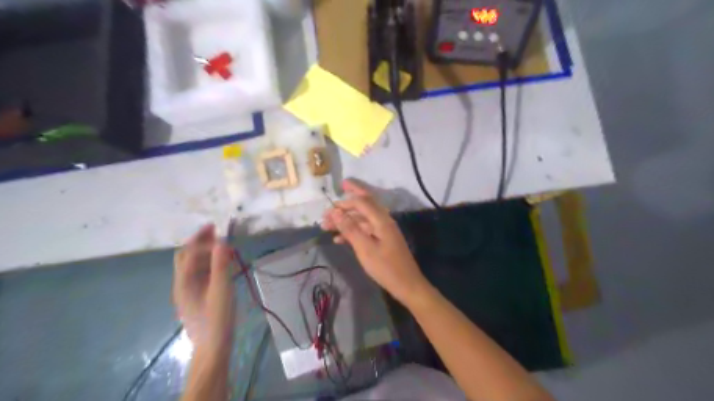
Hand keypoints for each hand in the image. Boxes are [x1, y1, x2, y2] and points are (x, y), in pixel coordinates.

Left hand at [173, 224, 236, 352]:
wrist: (212, 346)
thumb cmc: (217, 318)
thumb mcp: (221, 290)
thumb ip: (221, 265)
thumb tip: (221, 241)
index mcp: (184, 281)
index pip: (189, 252)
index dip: (202, 239)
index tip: (219, 229)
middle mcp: (182, 283)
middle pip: (186, 256)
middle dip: (199, 241)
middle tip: (216, 230)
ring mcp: (189, 290)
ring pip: (193, 264)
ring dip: (205, 250)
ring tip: (222, 243)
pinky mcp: (197, 295)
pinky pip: (201, 272)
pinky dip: (210, 262)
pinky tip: (222, 262)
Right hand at [322, 180, 428, 304]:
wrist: (407, 285)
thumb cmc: (385, 267)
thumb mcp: (365, 248)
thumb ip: (350, 228)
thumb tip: (335, 211)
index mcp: (381, 219)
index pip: (361, 201)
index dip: (344, 202)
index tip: (327, 208)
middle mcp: (383, 220)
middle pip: (362, 206)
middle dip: (344, 206)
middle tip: (326, 213)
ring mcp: (383, 230)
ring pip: (361, 219)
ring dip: (345, 221)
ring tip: (327, 227)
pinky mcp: (382, 240)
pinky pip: (365, 230)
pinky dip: (352, 232)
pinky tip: (338, 239)